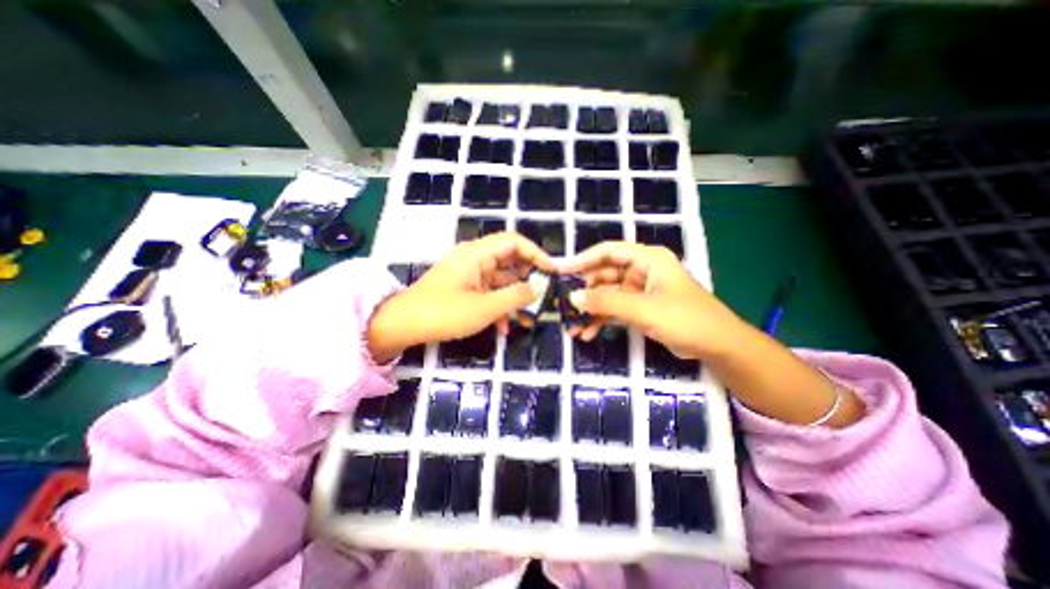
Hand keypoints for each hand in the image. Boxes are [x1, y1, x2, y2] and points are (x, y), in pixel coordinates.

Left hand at [365, 232, 553, 360]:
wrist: (402, 326)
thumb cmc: (443, 313)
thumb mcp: (485, 307)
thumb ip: (516, 296)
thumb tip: (539, 288)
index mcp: (478, 254)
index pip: (514, 242)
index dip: (536, 254)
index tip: (552, 272)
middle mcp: (475, 259)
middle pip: (510, 261)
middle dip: (528, 280)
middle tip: (545, 296)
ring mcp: (470, 274)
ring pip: (501, 280)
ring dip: (515, 299)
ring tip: (529, 319)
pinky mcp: (465, 288)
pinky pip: (489, 292)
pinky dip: (499, 306)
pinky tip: (505, 327)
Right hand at [563, 241, 750, 361]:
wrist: (718, 347)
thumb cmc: (686, 319)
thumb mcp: (644, 309)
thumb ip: (607, 302)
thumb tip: (572, 298)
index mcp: (647, 259)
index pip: (608, 252)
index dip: (582, 260)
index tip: (560, 272)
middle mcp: (641, 271)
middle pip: (603, 275)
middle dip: (584, 293)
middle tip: (563, 306)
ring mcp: (639, 291)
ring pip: (606, 296)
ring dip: (590, 310)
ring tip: (572, 327)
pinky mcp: (639, 308)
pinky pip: (614, 310)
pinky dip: (601, 320)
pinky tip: (587, 333)